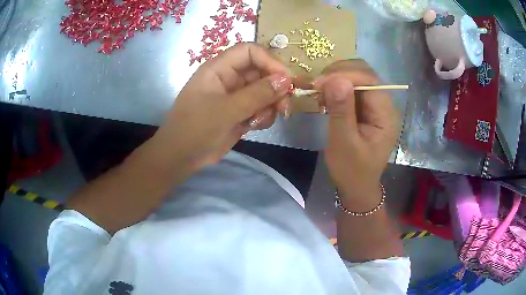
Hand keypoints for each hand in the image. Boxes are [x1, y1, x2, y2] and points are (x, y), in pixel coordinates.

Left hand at [149, 43, 291, 174]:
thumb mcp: (227, 110)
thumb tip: (287, 79)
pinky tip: (254, 127)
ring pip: (265, 91)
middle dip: (275, 88)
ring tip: (260, 120)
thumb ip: (258, 94)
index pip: (250, 52)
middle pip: (261, 71)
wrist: (181, 157)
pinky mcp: (240, 112)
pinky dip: (263, 116)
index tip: (287, 79)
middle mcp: (229, 78)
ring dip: (270, 105)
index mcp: (219, 68)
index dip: (270, 61)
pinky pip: (261, 107)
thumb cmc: (196, 129)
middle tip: (284, 107)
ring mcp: (235, 96)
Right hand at [314, 60, 399, 207]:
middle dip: (340, 74)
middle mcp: (384, 104)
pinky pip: (352, 88)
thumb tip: (335, 80)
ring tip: (319, 92)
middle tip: (317, 85)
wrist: (357, 186)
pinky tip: (325, 97)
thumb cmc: (352, 170)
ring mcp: (376, 105)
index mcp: (386, 114)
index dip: (345, 75)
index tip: (319, 83)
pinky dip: (336, 88)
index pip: (370, 81)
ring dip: (336, 79)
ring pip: (357, 78)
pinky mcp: (366, 108)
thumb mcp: (343, 143)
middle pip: (365, 74)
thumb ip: (341, 111)